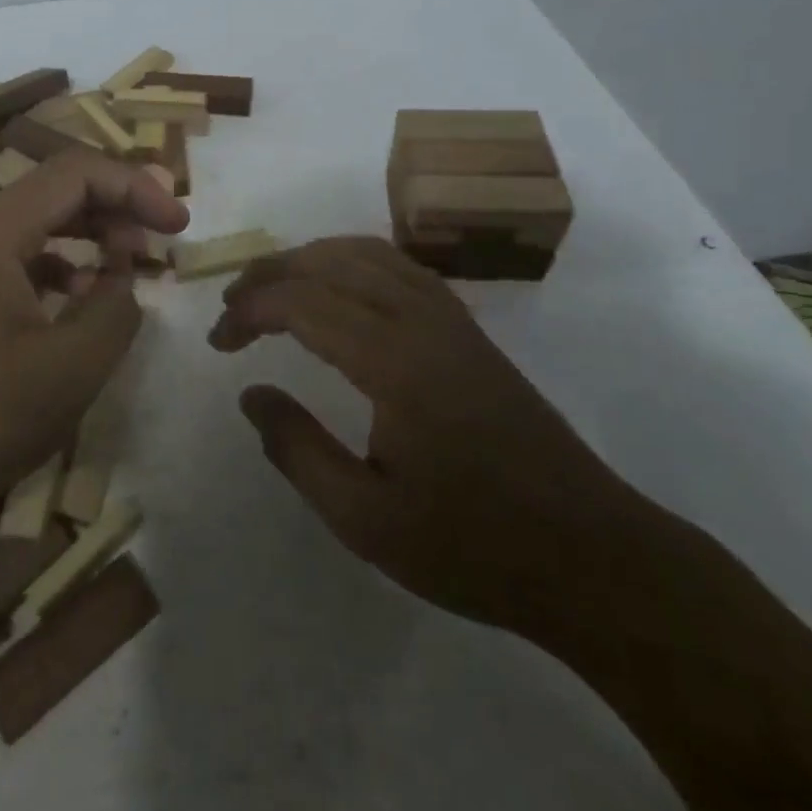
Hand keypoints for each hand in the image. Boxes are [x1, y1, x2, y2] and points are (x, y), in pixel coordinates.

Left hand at [0, 149, 189, 537]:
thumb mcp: (71, 367)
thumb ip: (116, 309)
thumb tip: (123, 281)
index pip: (76, 172)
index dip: (136, 188)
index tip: (179, 225)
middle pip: (52, 190)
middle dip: (113, 209)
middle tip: (155, 246)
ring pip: (30, 224)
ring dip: (83, 236)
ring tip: (122, 272)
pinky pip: (7, 257)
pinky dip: (51, 266)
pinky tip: (72, 301)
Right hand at [210, 237, 638, 633]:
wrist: (592, 557)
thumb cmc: (474, 547)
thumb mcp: (365, 519)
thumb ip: (297, 449)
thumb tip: (251, 393)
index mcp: (395, 361)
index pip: (303, 302)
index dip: (249, 311)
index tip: (219, 343)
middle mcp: (423, 320)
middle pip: (330, 261)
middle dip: (270, 274)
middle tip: (232, 308)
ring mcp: (452, 319)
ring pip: (367, 253)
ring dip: (310, 259)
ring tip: (272, 289)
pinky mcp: (468, 330)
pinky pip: (398, 267)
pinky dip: (351, 263)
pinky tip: (337, 293)